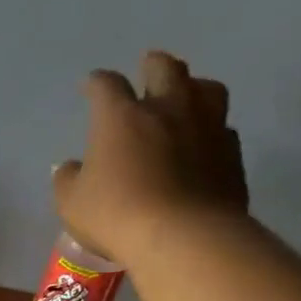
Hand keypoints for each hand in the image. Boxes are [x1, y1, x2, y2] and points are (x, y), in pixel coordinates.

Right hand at [52, 51, 249, 264]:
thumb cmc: (115, 214)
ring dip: (192, 86)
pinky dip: (209, 126)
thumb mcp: (71, 202)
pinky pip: (221, 126)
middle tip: (149, 64)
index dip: (96, 83)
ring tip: (186, 92)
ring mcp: (206, 127)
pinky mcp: (231, 152)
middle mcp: (167, 110)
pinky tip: (202, 138)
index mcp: (121, 117)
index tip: (90, 84)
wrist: (184, 236)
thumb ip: (68, 179)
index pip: (106, 86)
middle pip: (166, 70)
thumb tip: (72, 167)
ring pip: (206, 89)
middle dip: (153, 64)